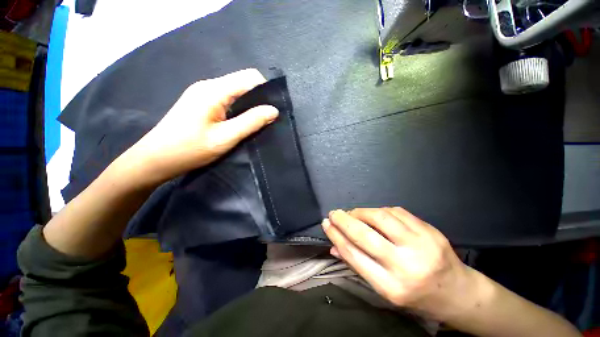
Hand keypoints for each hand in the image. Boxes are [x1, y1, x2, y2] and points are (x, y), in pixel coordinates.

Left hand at [121, 69, 278, 184]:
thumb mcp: (225, 137)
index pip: (250, 77)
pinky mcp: (201, 102)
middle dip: (259, 98)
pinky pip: (227, 99)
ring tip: (256, 123)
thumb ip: (251, 122)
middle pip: (243, 82)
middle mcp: (208, 86)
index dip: (265, 90)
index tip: (273, 109)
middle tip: (267, 119)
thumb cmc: (190, 149)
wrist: (156, 159)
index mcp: (214, 90)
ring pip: (236, 91)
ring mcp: (203, 93)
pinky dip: (239, 108)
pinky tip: (240, 122)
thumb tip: (273, 110)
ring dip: (249, 105)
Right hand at [322, 207, 470, 319]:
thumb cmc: (417, 296)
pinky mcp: (429, 230)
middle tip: (333, 213)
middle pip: (365, 235)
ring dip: (360, 212)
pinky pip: (396, 211)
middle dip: (343, 220)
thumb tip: (334, 247)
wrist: (458, 293)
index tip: (326, 224)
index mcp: (392, 287)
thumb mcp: (385, 289)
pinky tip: (374, 214)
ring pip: (380, 217)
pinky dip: (379, 210)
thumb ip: (358, 265)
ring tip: (352, 213)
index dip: (336, 236)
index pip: (354, 255)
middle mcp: (406, 265)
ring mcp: (421, 245)